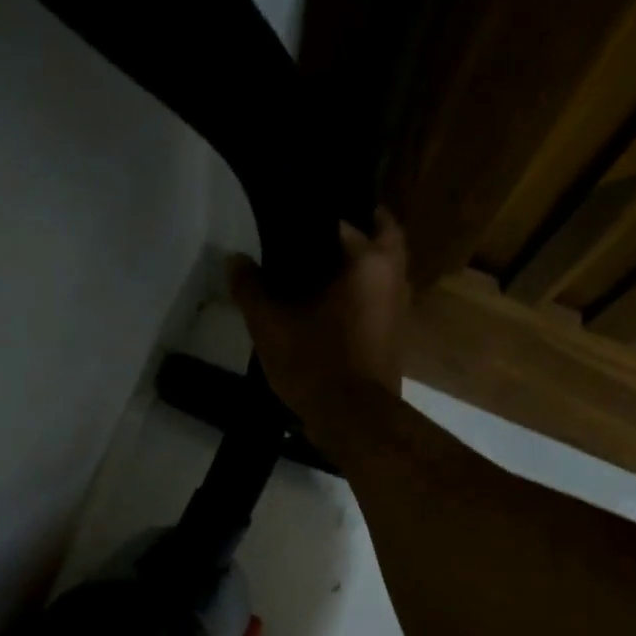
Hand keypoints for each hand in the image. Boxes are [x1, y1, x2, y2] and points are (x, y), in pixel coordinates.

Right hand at [229, 207, 409, 439]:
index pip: (353, 218)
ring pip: (382, 271)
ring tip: (317, 267)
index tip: (299, 216)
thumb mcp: (270, 325)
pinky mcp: (395, 337)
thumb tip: (235, 260)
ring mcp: (400, 309)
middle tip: (317, 234)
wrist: (354, 420)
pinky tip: (328, 304)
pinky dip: (359, 294)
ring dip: (360, 264)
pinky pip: (378, 299)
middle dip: (356, 231)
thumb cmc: (316, 362)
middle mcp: (394, 278)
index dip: (323, 216)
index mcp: (370, 262)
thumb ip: (251, 288)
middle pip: (381, 238)